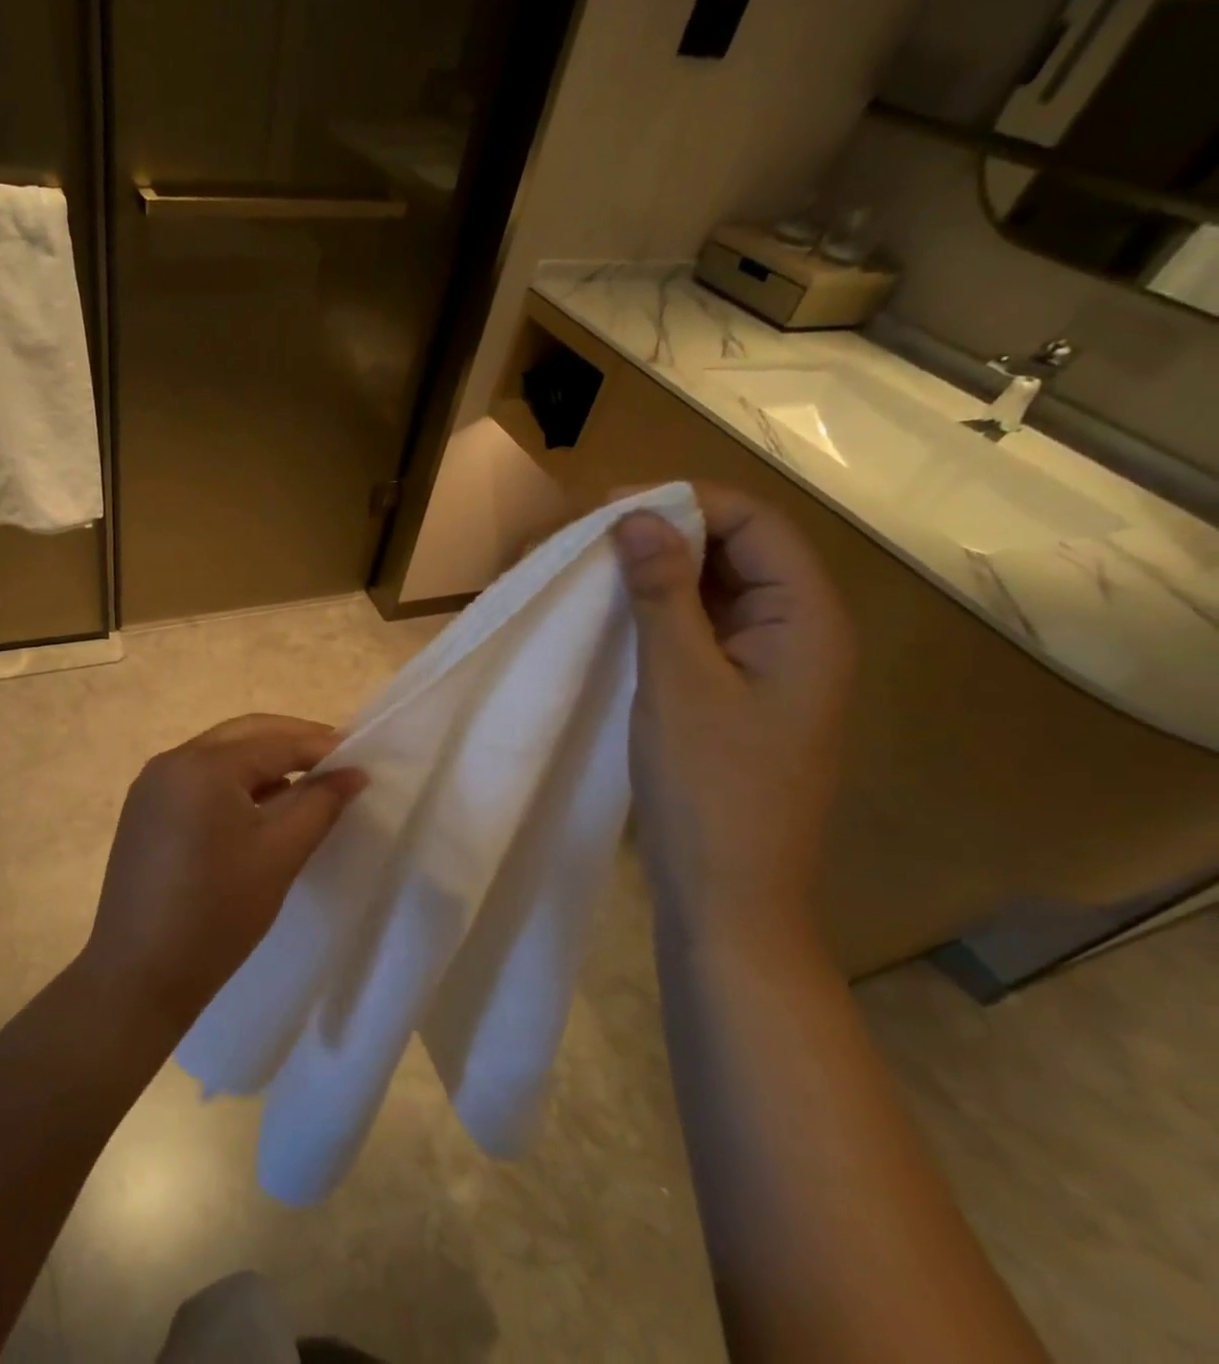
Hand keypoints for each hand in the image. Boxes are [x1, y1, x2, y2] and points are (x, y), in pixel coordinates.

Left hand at [78, 715, 366, 1031]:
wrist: (138, 977)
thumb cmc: (217, 914)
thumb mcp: (279, 855)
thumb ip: (319, 804)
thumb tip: (353, 772)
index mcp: (202, 766)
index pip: (274, 742)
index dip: (320, 748)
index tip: (360, 758)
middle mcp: (171, 761)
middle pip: (244, 736)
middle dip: (291, 743)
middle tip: (336, 762)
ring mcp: (152, 785)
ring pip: (220, 755)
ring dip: (263, 762)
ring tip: (305, 784)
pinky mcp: (145, 810)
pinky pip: (199, 779)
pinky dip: (234, 783)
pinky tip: (260, 806)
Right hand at [612, 485, 853, 950]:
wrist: (729, 894)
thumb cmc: (711, 787)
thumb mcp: (679, 681)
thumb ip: (662, 593)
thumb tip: (635, 516)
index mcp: (807, 621)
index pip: (756, 523)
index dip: (685, 502)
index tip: (608, 507)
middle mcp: (799, 632)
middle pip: (739, 550)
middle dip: (667, 531)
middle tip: (589, 536)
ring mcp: (770, 665)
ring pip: (717, 589)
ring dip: (659, 571)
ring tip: (593, 566)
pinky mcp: (739, 692)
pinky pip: (704, 629)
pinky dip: (660, 610)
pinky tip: (615, 612)